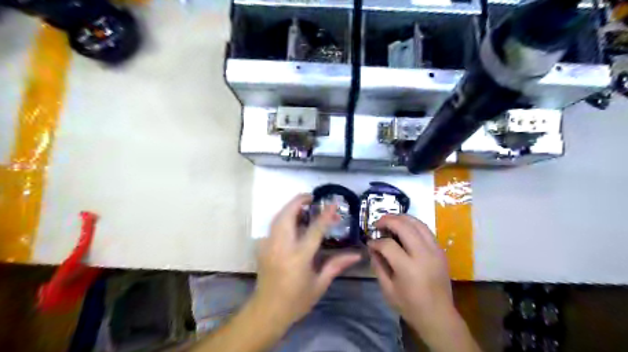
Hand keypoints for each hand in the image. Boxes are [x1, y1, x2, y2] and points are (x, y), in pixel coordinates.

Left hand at [250, 194, 357, 325]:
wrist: (267, 311)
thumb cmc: (296, 300)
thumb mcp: (319, 284)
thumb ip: (337, 265)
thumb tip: (357, 255)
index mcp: (299, 256)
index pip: (314, 229)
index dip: (325, 215)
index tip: (334, 203)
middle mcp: (281, 247)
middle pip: (288, 215)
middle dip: (299, 201)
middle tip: (312, 197)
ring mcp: (268, 245)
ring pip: (277, 217)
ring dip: (290, 208)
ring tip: (303, 205)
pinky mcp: (262, 247)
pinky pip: (273, 226)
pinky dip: (283, 218)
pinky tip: (292, 222)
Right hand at [369, 215, 460, 346]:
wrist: (439, 316)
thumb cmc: (410, 306)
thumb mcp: (387, 289)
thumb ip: (378, 265)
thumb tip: (372, 247)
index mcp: (408, 268)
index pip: (388, 244)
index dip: (376, 241)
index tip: (370, 243)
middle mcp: (423, 255)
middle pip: (404, 226)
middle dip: (388, 221)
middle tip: (378, 223)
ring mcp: (435, 251)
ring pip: (418, 223)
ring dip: (402, 218)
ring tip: (390, 220)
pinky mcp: (441, 251)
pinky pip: (426, 230)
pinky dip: (413, 224)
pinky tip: (405, 227)